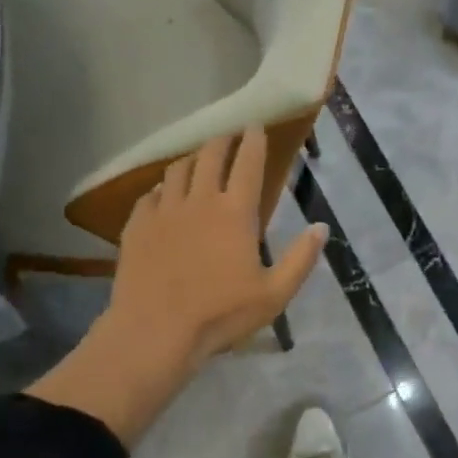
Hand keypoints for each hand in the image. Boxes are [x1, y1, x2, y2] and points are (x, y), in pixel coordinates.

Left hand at [109, 127, 324, 373]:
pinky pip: (149, 194)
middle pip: (210, 156)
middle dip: (222, 140)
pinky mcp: (137, 225)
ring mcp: (164, 210)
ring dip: (191, 159)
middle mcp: (199, 200)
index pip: (248, 163)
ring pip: (177, 170)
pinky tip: (163, 195)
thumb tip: (321, 228)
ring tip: (197, 160)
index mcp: (235, 212)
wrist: (155, 332)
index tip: (255, 126)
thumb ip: (301, 259)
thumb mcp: (275, 294)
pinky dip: (161, 188)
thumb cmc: (221, 314)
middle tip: (228, 137)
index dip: (253, 140)